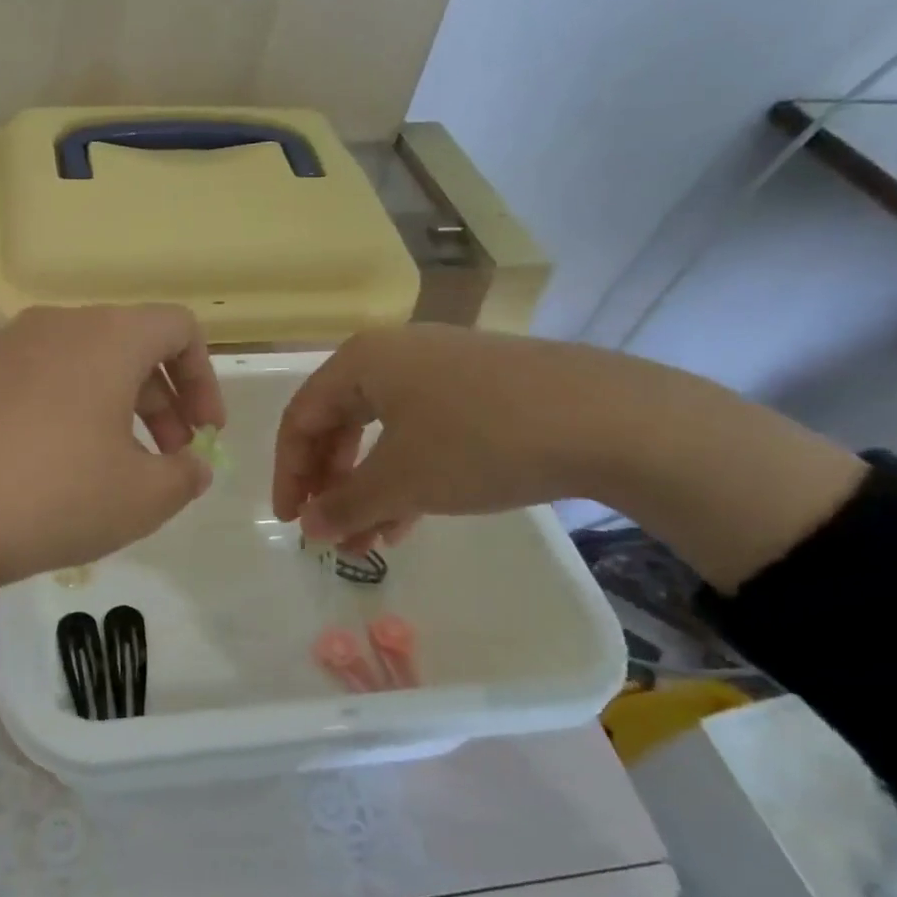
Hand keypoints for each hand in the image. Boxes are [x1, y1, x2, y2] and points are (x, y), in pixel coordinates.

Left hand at [0, 304, 225, 585]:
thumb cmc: (50, 495)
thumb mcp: (141, 498)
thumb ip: (184, 476)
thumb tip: (190, 465)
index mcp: (109, 337)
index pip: (178, 328)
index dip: (204, 380)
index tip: (205, 434)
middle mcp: (59, 324)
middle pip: (131, 347)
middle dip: (164, 402)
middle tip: (168, 460)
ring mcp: (6, 345)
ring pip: (84, 365)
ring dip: (116, 408)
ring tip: (115, 470)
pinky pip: (40, 381)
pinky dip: (68, 412)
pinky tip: (55, 469)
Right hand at [273, 325, 596, 549]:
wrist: (607, 418)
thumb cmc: (478, 440)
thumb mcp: (402, 480)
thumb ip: (345, 505)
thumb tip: (310, 527)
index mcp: (360, 362)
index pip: (301, 419)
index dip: (288, 474)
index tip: (290, 522)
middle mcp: (393, 355)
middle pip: (338, 423)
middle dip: (329, 483)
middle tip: (327, 530)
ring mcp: (439, 368)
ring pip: (381, 433)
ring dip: (367, 489)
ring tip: (368, 541)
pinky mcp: (478, 388)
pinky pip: (420, 432)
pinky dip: (406, 475)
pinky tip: (409, 520)